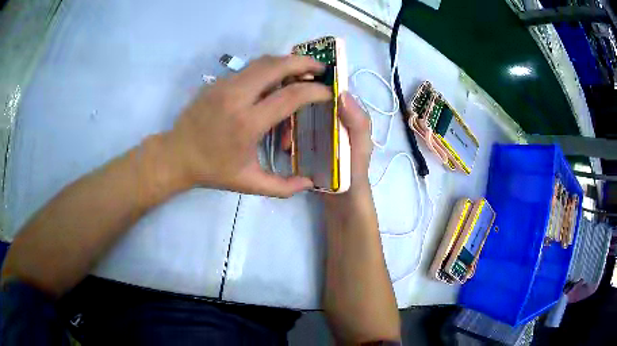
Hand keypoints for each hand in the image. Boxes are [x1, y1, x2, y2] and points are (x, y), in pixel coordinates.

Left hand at [164, 55, 330, 196]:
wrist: (177, 155)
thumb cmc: (213, 170)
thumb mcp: (249, 184)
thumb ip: (282, 187)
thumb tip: (310, 183)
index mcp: (248, 123)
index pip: (290, 96)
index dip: (315, 91)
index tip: (329, 92)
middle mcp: (237, 97)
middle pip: (277, 66)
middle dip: (304, 63)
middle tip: (321, 68)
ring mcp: (225, 85)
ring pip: (263, 61)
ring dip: (286, 62)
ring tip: (302, 70)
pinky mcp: (218, 81)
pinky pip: (250, 68)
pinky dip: (269, 68)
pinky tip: (276, 79)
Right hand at [280, 91, 372, 194]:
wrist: (343, 201)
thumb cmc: (355, 173)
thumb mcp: (361, 147)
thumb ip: (358, 122)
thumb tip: (341, 93)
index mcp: (346, 114)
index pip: (329, 90)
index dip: (313, 83)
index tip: (294, 84)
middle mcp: (332, 118)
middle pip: (310, 101)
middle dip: (294, 106)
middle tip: (285, 121)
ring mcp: (319, 131)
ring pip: (299, 116)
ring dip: (289, 124)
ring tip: (285, 140)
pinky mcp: (309, 144)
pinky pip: (295, 132)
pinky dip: (288, 136)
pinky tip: (285, 147)